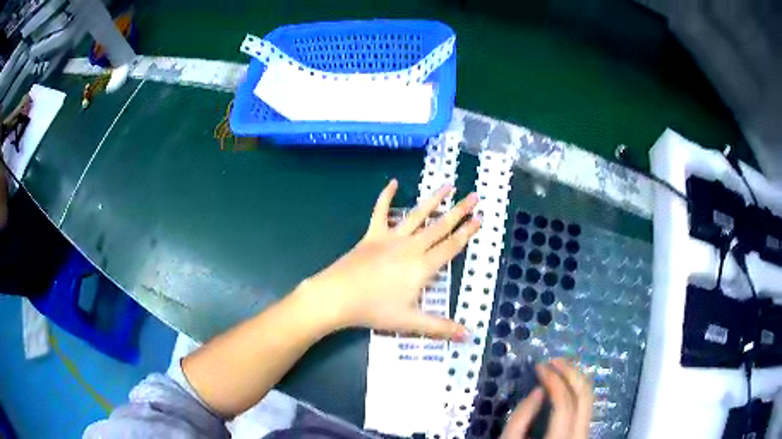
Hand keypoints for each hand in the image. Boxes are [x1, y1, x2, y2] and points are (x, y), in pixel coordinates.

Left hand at [296, 179, 479, 339]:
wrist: (338, 296)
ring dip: (434, 200)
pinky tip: (392, 182)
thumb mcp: (410, 322)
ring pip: (417, 215)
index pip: (451, 247)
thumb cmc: (375, 310)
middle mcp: (411, 247)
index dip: (467, 233)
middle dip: (459, 211)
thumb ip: (441, 327)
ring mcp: (391, 238)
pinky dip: (385, 196)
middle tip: (474, 196)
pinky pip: (380, 212)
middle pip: (440, 226)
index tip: (480, 218)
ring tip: (448, 185)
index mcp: (422, 267)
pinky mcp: (372, 235)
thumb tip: (469, 336)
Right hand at [501, 359, 592, 438]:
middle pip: (585, 396)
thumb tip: (539, 390)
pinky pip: (586, 405)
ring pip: (590, 398)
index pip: (564, 402)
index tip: (539, 366)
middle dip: (571, 372)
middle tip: (553, 361)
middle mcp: (580, 435)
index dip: (553, 380)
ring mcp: (586, 433)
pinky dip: (577, 390)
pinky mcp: (585, 432)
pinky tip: (565, 384)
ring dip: (575, 378)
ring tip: (559, 368)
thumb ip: (520, 418)